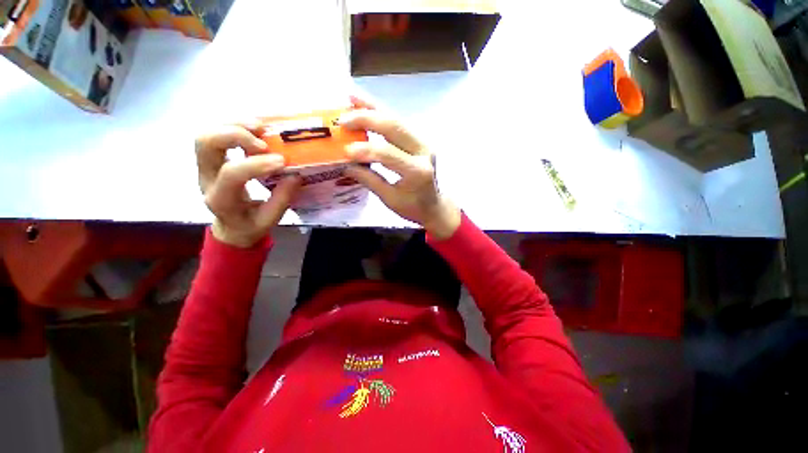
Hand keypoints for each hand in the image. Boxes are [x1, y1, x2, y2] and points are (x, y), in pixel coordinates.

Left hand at [196, 125, 300, 246]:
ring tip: (261, 127)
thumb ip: (282, 199)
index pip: (231, 174)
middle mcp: (207, 178)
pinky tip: (256, 129)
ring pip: (207, 133)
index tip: (282, 162)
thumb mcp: (269, 220)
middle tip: (264, 142)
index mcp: (222, 199)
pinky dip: (235, 125)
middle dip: (236, 135)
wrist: (231, 227)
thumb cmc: (250, 226)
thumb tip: (295, 175)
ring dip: (234, 125)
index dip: (257, 164)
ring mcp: (206, 166)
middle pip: (205, 143)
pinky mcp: (213, 159)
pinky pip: (216, 133)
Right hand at [342, 97, 460, 239]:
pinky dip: (381, 112)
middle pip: (395, 127)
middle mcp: (424, 151)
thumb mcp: (390, 199)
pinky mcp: (420, 140)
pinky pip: (399, 123)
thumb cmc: (414, 207)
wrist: (434, 206)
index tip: (345, 150)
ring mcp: (423, 143)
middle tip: (343, 118)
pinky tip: (366, 104)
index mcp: (418, 171)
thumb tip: (346, 164)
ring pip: (397, 119)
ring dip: (373, 108)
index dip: (365, 150)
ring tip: (351, 97)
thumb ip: (370, 180)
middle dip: (367, 119)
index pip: (388, 154)